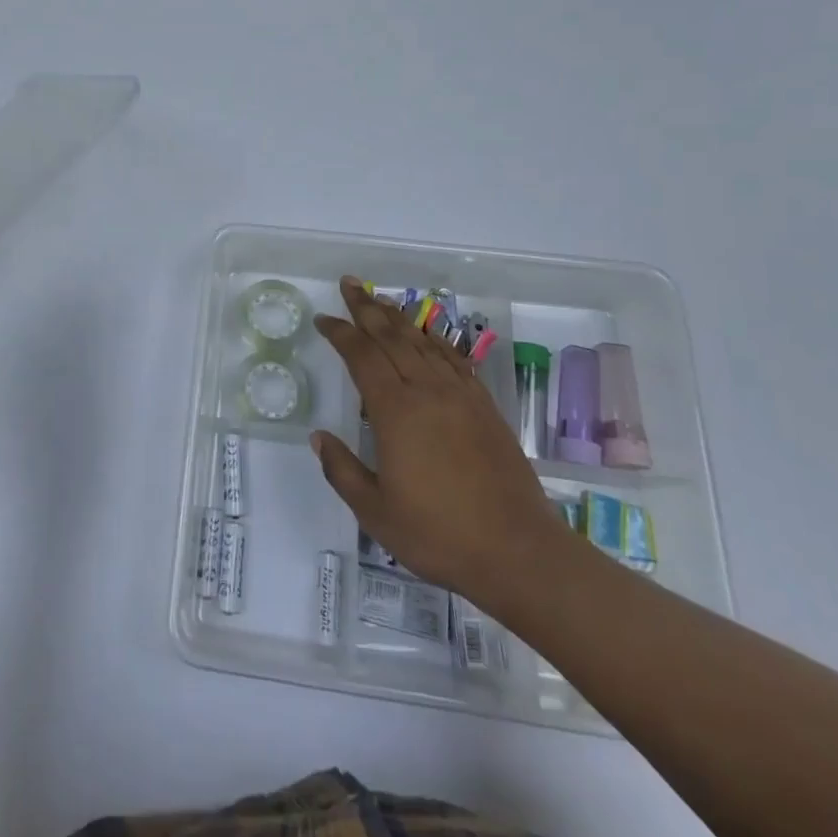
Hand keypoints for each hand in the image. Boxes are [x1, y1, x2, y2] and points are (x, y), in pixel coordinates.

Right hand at [310, 278, 564, 614]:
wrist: (519, 552)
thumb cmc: (439, 535)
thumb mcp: (375, 512)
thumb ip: (342, 470)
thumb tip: (318, 437)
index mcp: (396, 412)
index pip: (362, 356)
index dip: (340, 333)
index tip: (323, 320)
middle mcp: (427, 391)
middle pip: (392, 336)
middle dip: (367, 308)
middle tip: (349, 284)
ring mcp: (460, 396)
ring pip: (423, 341)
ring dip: (398, 317)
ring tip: (380, 300)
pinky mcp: (484, 407)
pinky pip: (454, 359)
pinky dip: (435, 340)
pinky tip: (427, 335)